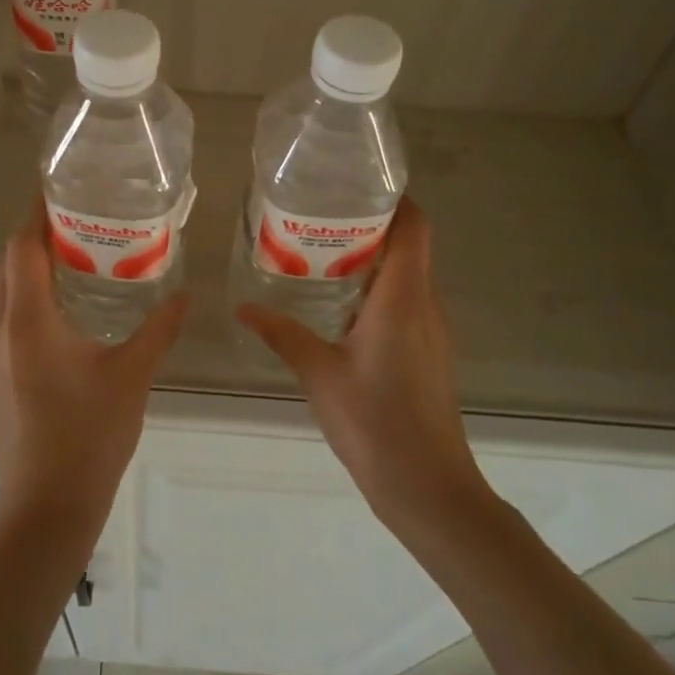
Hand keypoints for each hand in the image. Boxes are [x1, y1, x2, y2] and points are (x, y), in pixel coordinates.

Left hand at [0, 204, 187, 541]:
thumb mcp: (132, 376)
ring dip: (33, 265)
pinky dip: (31, 294)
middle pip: (10, 262)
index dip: (38, 213)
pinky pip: (9, 315)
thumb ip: (159, 329)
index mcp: (28, 321)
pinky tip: (68, 304)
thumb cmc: (89, 437)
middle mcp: (0, 329)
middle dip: (38, 234)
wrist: (45, 508)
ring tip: (79, 252)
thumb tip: (187, 294)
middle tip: (82, 216)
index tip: (63, 190)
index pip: (22, 247)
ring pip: (6, 289)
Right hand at [237, 199, 490, 541]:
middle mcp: (425, 304)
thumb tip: (243, 307)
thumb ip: (282, 334)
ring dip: (375, 257)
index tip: (357, 185)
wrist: (429, 488)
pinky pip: (407, 302)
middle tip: (323, 216)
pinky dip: (379, 288)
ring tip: (325, 251)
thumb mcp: (319, 374)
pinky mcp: (428, 352)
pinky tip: (341, 304)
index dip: (394, 198)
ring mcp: (431, 330)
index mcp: (403, 297)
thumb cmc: (375, 423)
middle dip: (372, 223)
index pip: (414, 226)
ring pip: (409, 274)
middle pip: (410, 244)